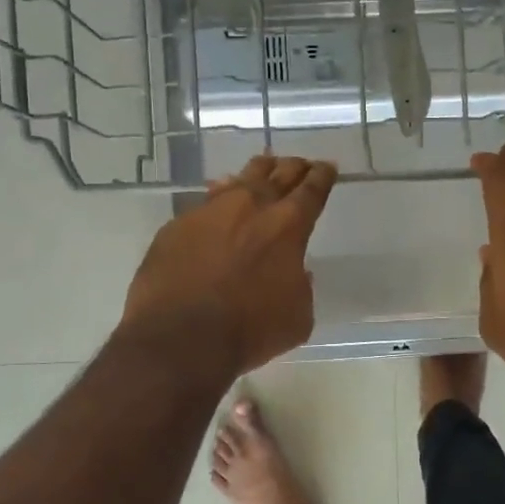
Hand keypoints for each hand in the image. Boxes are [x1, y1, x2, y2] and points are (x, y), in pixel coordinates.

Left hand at [120, 155, 337, 377]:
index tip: (327, 167)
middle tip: (301, 165)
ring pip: (239, 179)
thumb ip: (301, 286)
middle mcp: (251, 207)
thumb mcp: (298, 316)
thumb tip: (294, 272)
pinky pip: (205, 202)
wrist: (180, 338)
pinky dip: (219, 200)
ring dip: (256, 174)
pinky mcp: (177, 225)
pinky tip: (219, 204)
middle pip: (278, 174)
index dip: (322, 176)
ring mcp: (210, 211)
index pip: (312, 190)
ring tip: (263, 170)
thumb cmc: (250, 331)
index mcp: (288, 226)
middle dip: (294, 167)